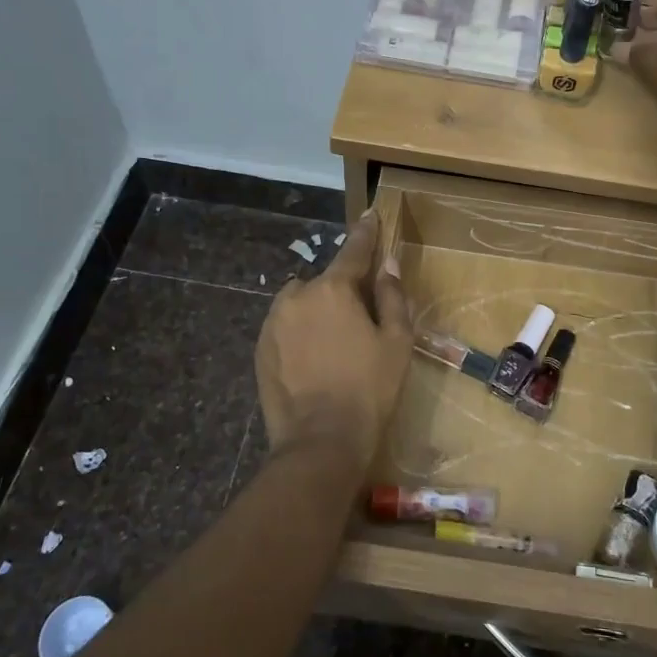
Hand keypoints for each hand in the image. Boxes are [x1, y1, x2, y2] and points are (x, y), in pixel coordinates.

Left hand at [255, 212, 411, 476]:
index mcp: (333, 289)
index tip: (370, 215)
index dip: (366, 233)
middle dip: (342, 291)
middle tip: (361, 322)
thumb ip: (392, 297)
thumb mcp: (397, 342)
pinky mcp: (260, 349)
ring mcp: (273, 323)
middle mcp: (297, 296)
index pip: (354, 250)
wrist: (320, 442)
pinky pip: (285, 327)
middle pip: (326, 281)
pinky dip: (299, 333)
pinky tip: (314, 362)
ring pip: (301, 303)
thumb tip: (388, 264)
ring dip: (317, 312)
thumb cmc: (369, 389)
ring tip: (334, 347)